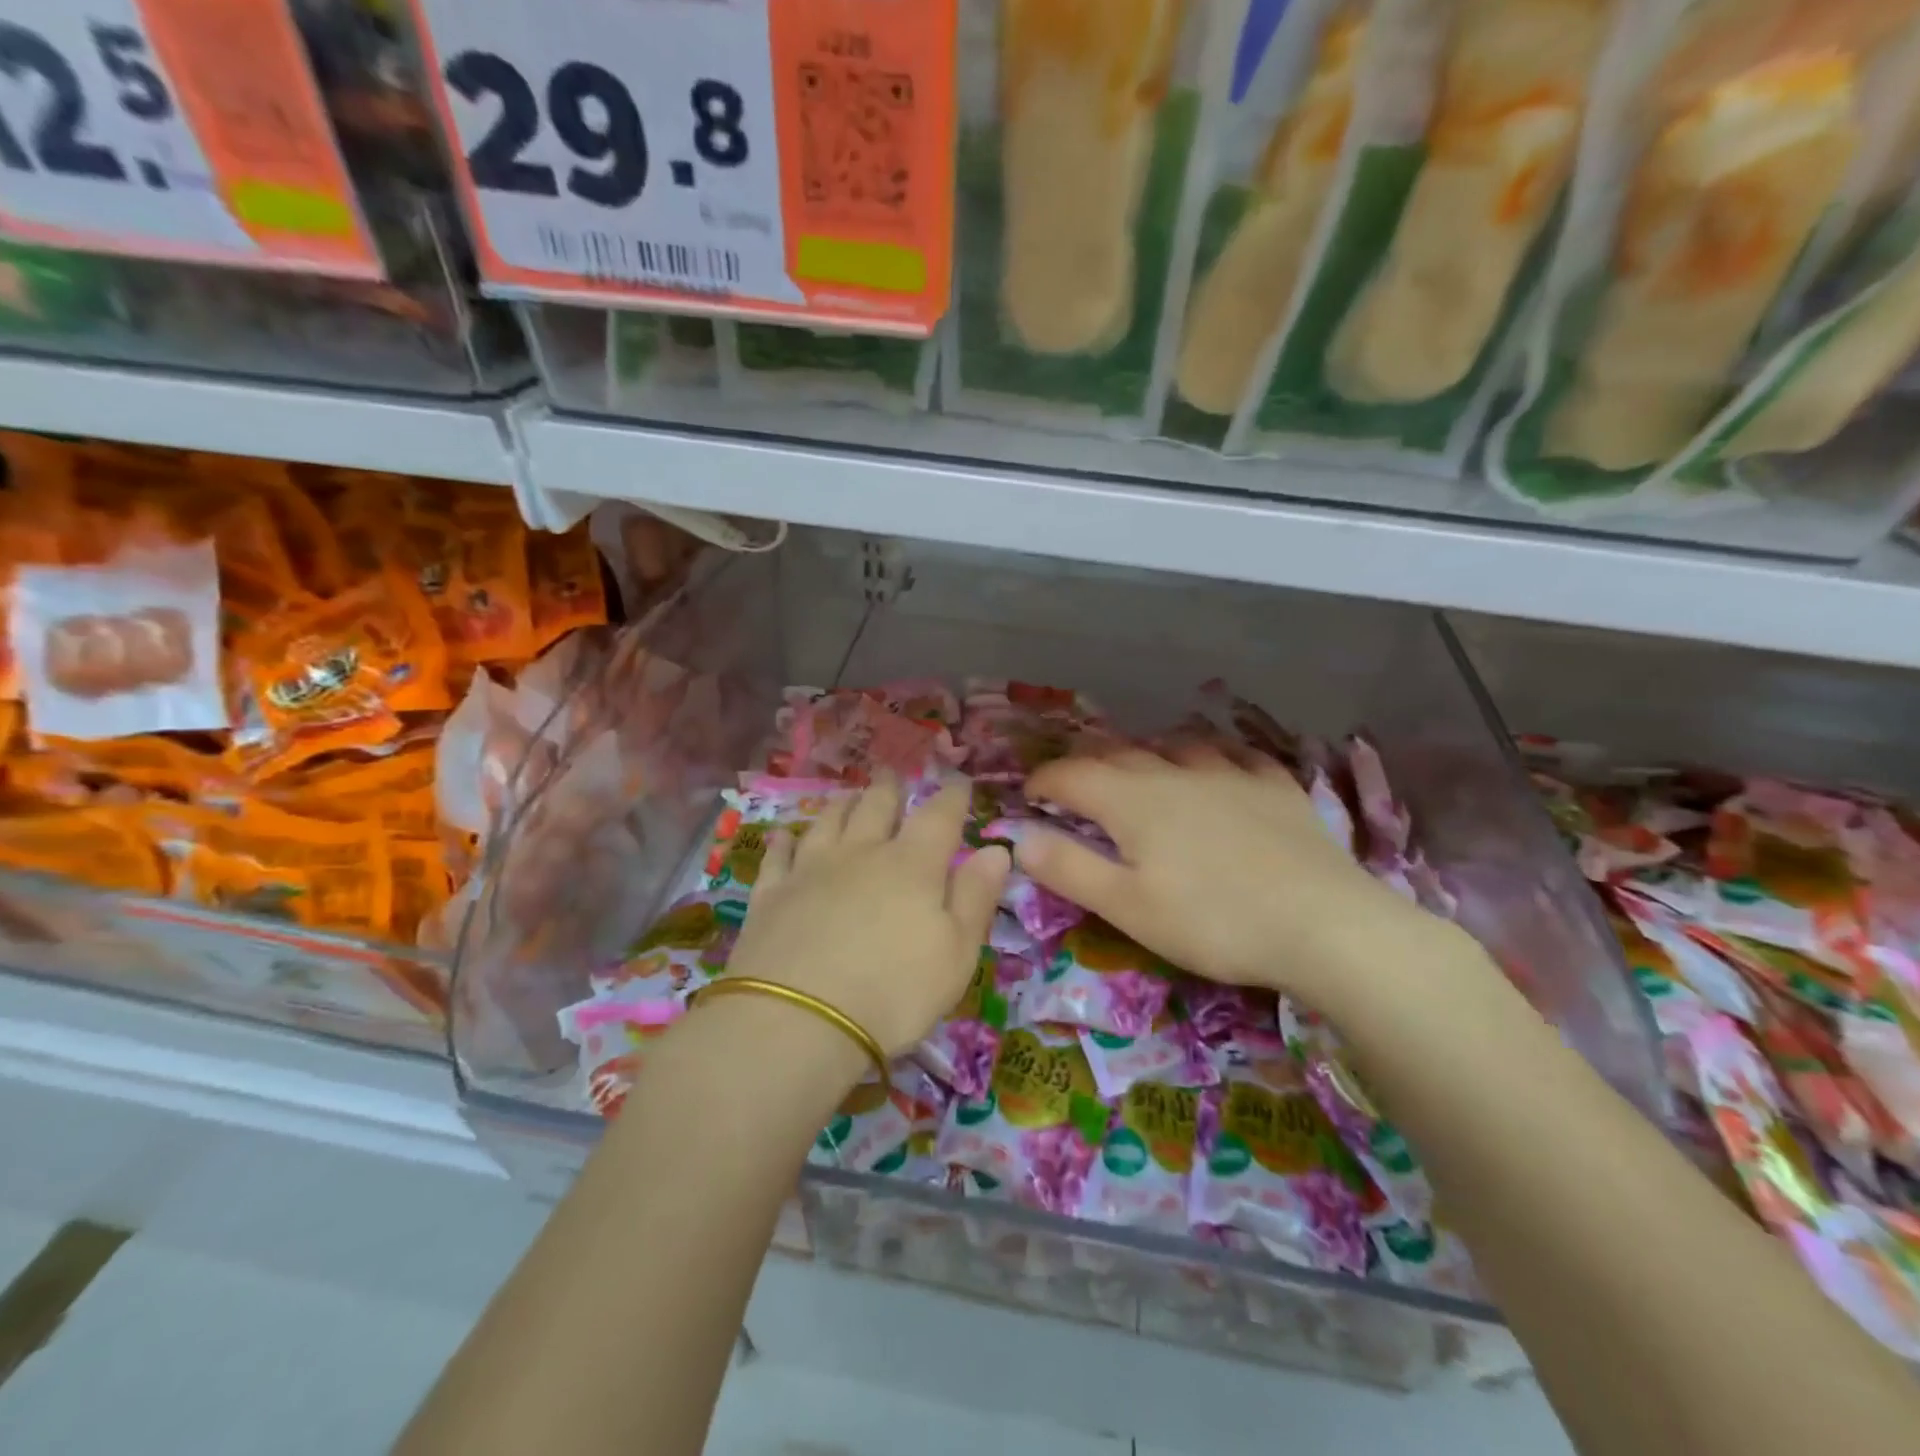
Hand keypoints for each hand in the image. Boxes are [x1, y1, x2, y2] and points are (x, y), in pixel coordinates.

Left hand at [723, 774, 1010, 1057]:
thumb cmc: (894, 992)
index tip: (958, 781)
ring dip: (842, 804)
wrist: (798, 1021)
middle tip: (892, 771)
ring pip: (828, 821)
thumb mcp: (956, 953)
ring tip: (848, 794)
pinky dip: (784, 841)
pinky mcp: (770, 894)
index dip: (951, 796)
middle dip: (889, 788)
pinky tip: (784, 835)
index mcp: (912, 865)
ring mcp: (810, 870)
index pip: (938, 817)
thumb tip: (997, 849)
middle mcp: (861, 854)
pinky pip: (778, 855)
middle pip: (877, 807)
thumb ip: (976, 896)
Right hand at [1016, 746, 1437, 1008]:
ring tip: (1141, 776)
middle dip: (1087, 768)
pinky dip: (1211, 758)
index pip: (1071, 774)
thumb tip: (1018, 837)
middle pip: (1118, 755)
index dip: (1043, 781)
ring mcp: (1231, 773)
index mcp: (1132, 800)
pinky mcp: (1275, 786)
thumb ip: (1068, 867)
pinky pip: (1235, 755)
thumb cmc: (1212, 921)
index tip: (1029, 797)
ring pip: (1175, 747)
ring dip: (1146, 757)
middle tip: (1076, 791)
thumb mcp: (1127, 906)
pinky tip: (1217, 770)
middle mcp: (1176, 772)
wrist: (1324, 925)